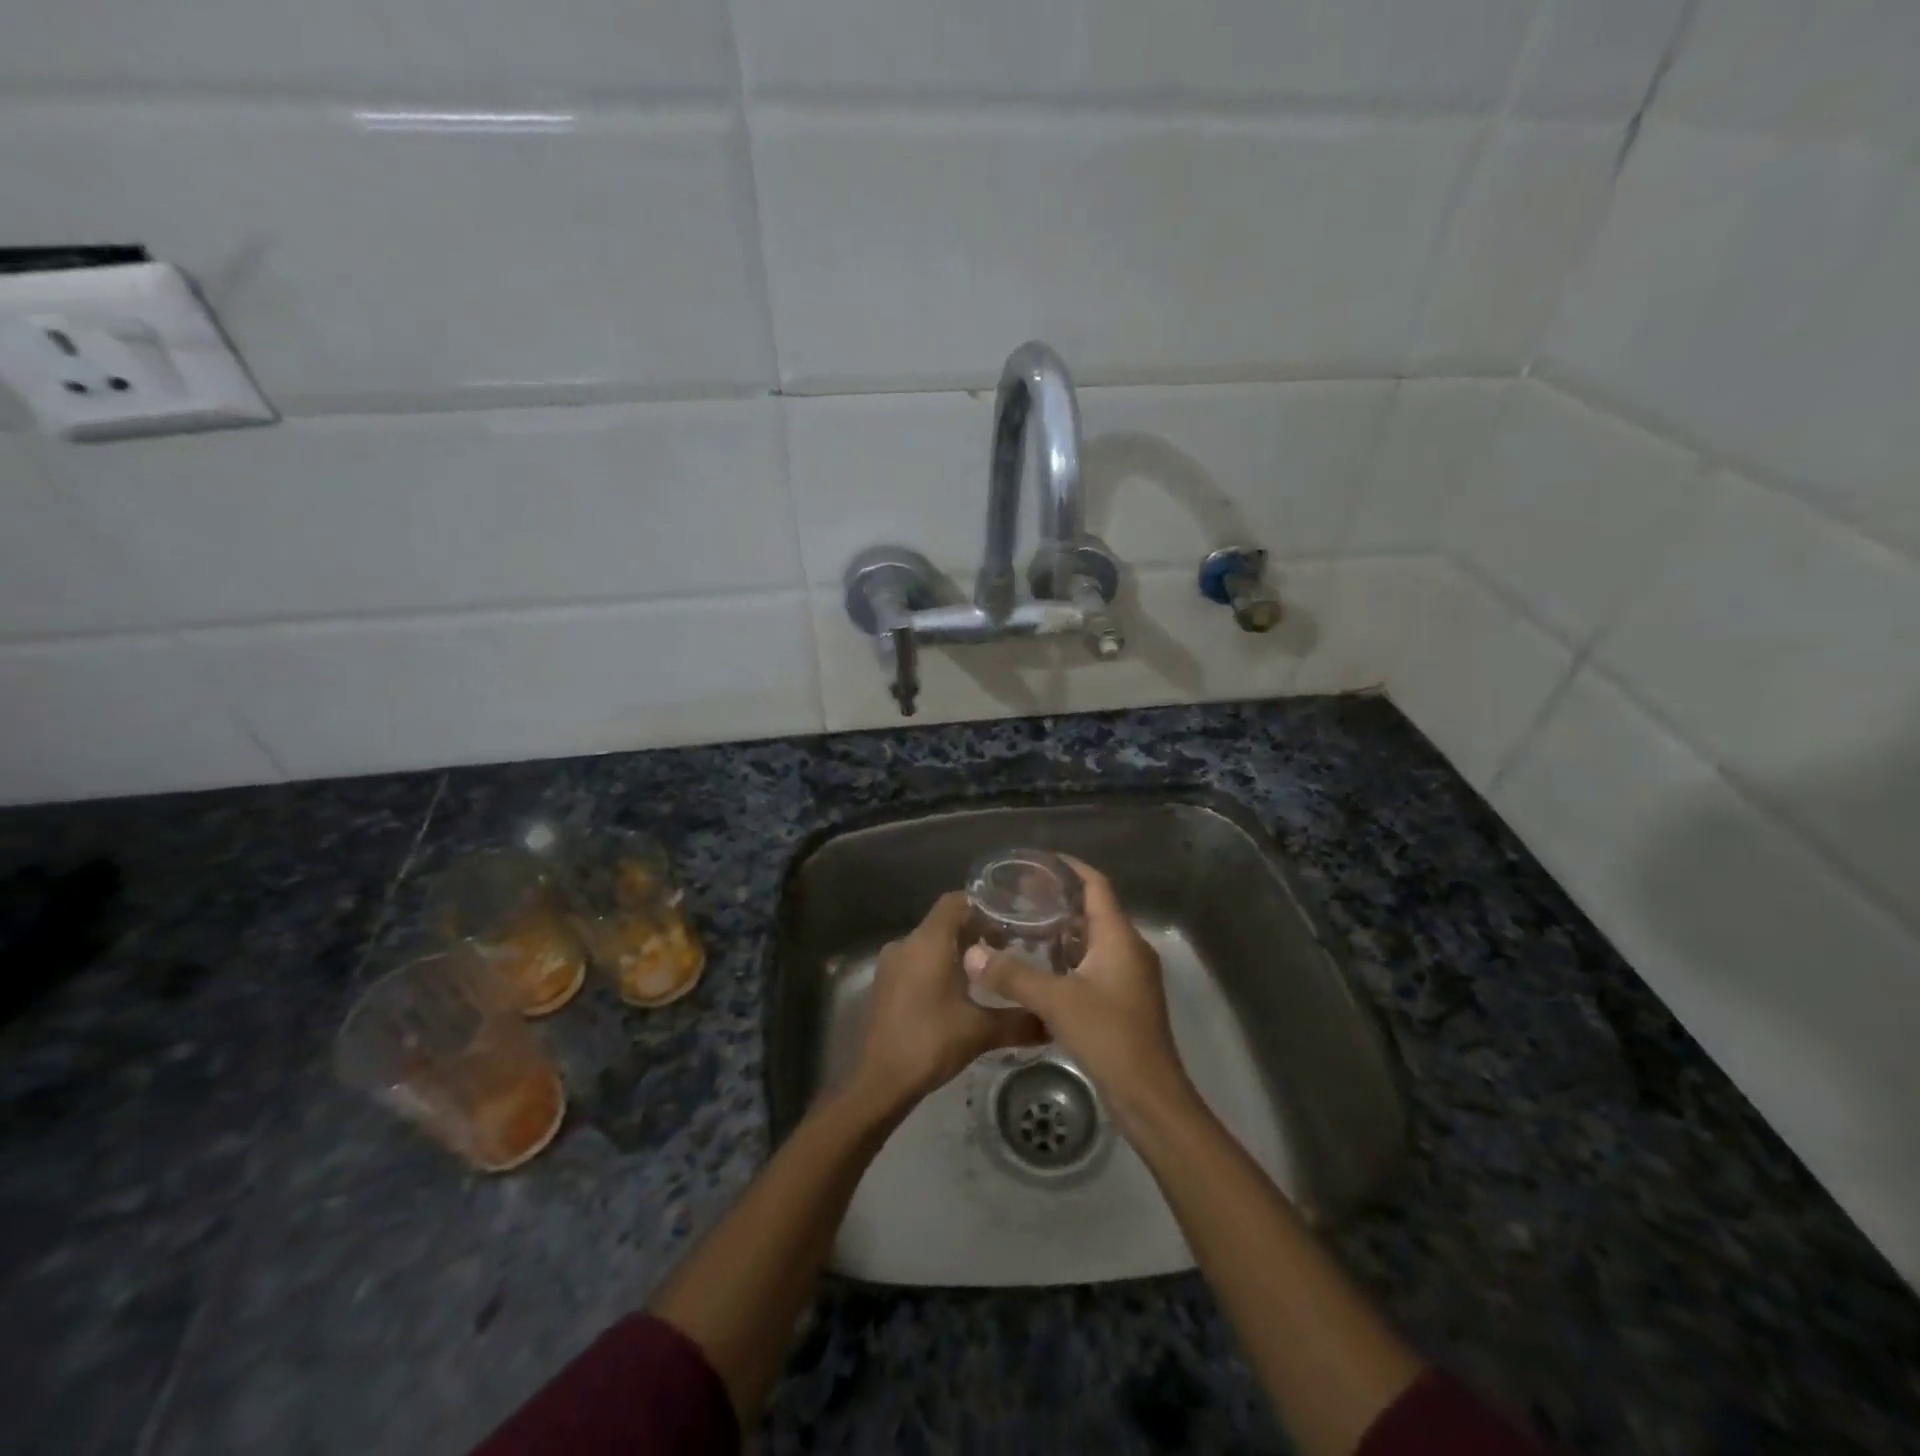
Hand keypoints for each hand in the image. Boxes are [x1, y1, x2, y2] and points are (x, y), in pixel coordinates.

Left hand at [851, 891, 1047, 1109]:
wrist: (879, 1082)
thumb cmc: (929, 1043)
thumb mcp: (980, 1031)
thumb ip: (1020, 1021)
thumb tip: (1053, 1021)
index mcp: (928, 942)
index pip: (956, 901)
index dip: (983, 905)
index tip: (1010, 920)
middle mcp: (906, 943)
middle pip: (944, 922)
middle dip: (976, 931)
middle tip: (1008, 949)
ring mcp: (891, 964)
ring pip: (930, 943)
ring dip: (957, 951)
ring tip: (988, 972)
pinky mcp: (885, 984)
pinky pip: (916, 961)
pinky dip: (938, 966)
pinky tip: (959, 992)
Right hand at [968, 856, 1190, 1125]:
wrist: (1149, 1095)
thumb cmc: (1108, 1036)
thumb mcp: (1056, 1001)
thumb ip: (1012, 974)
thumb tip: (972, 953)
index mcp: (1119, 937)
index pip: (1096, 885)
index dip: (1069, 867)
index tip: (1038, 860)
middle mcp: (1128, 948)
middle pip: (1093, 909)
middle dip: (1058, 899)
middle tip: (1019, 894)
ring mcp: (1128, 975)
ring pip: (1092, 939)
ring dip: (1062, 930)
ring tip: (1023, 924)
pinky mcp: (1123, 999)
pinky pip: (1094, 963)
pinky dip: (1068, 957)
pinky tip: (1040, 966)